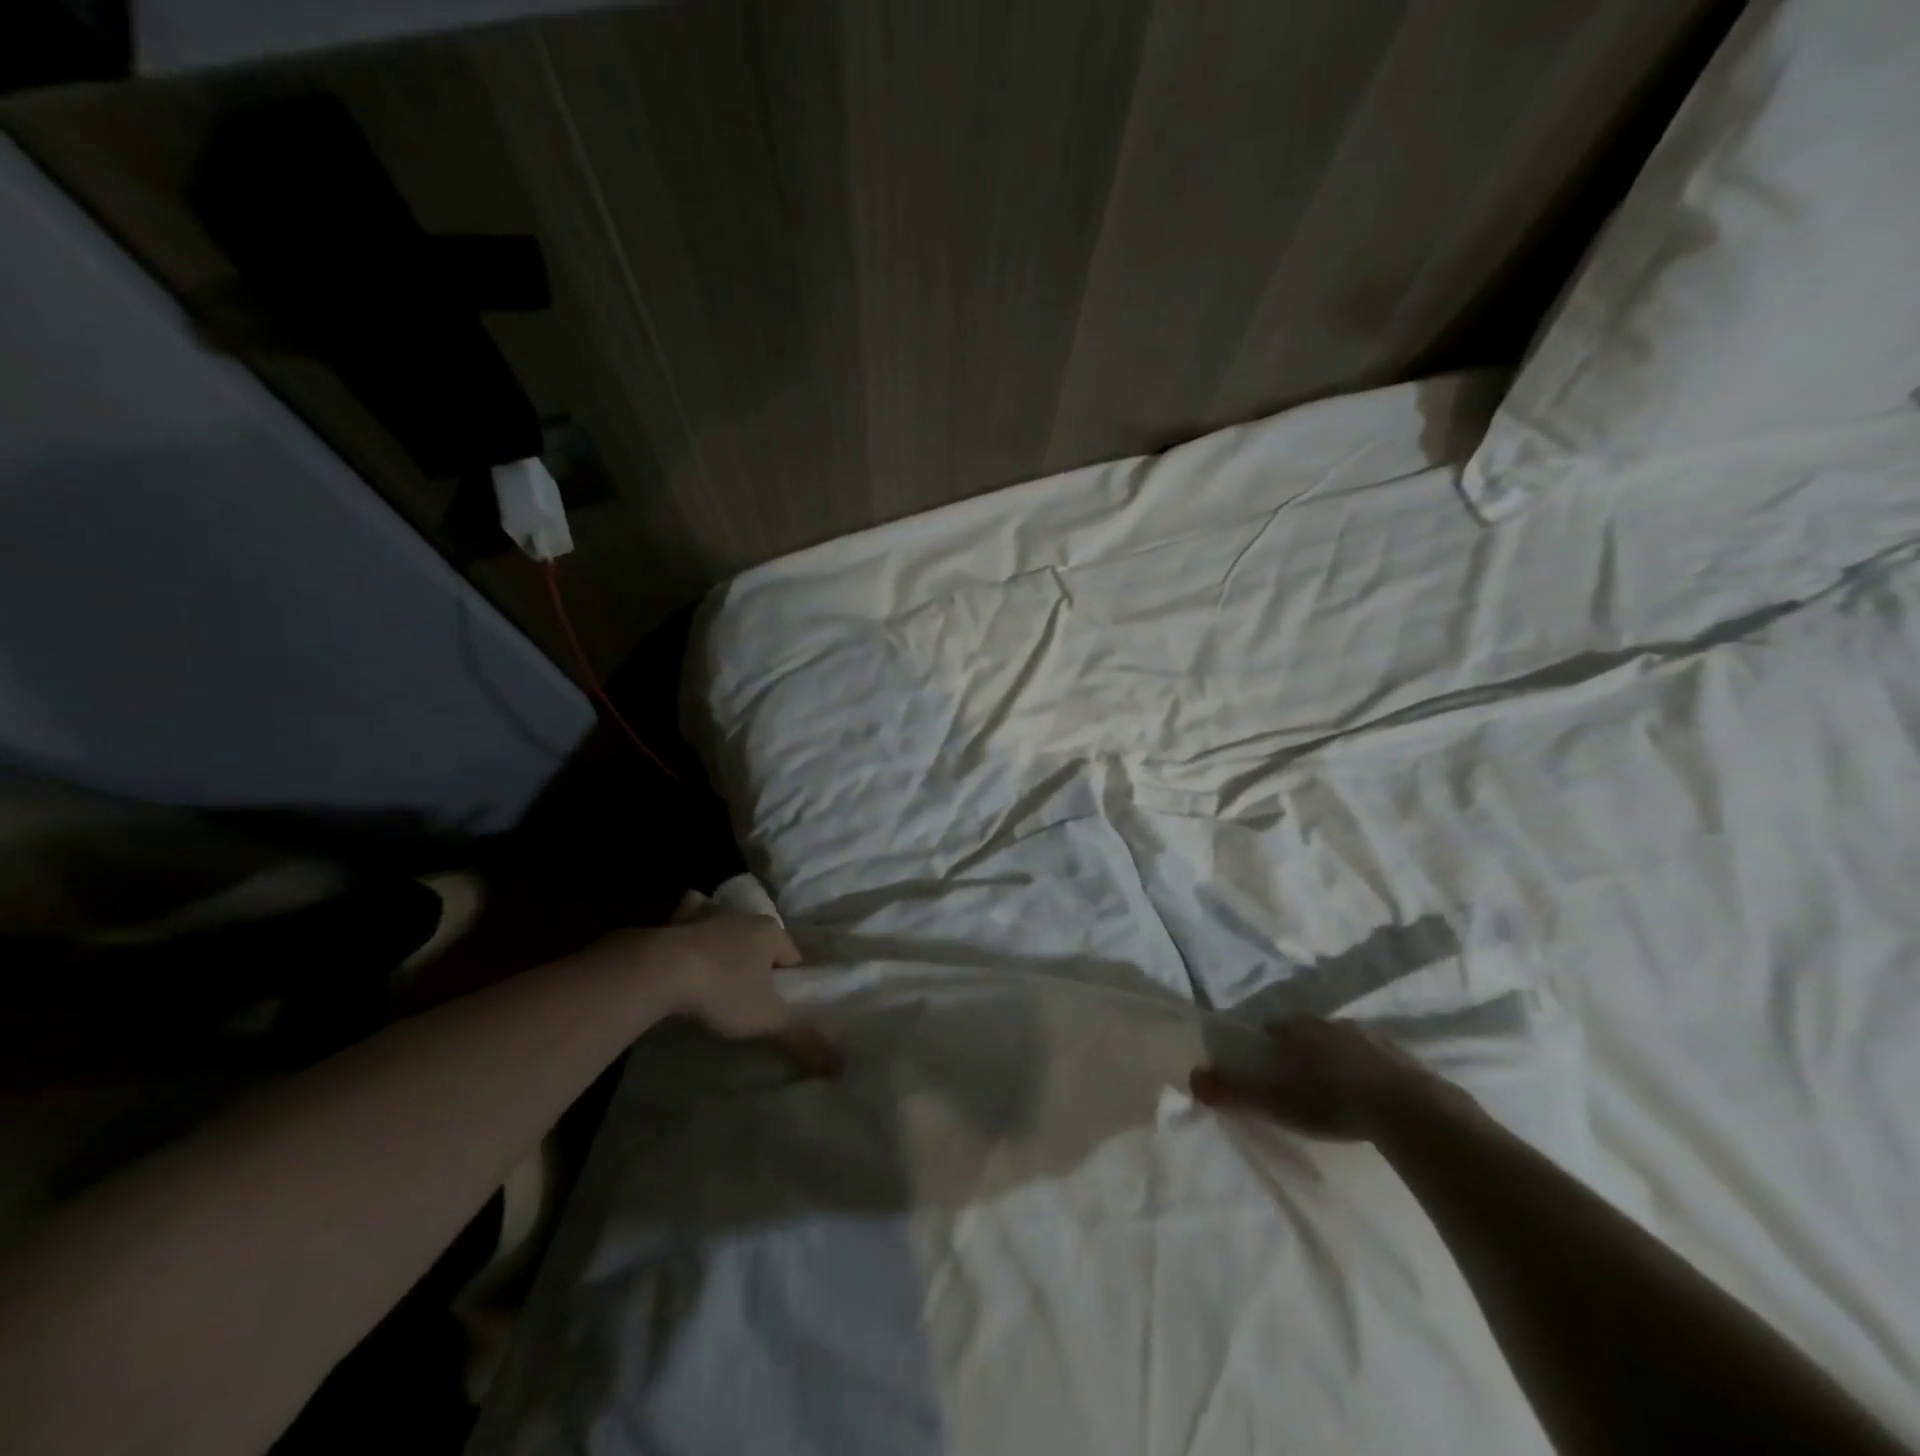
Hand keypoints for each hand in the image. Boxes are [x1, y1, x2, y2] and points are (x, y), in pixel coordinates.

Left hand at [588, 904, 839, 1076]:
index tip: (782, 1002)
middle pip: (761, 940)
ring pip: (727, 925)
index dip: (790, 979)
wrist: (661, 970)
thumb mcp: (767, 1020)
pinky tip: (683, 939)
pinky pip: (688, 916)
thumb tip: (842, 1067)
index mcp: (771, 933)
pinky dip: (688, 924)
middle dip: (759, 960)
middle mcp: (744, 917)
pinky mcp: (675, 921)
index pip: (793, 955)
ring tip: (721, 967)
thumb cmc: (723, 990)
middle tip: (751, 992)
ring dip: (726, 939)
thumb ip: (802, 1041)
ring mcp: (708, 916)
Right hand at [1190, 1016, 1457, 1141]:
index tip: (1265, 1062)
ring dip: (1335, 1055)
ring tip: (1334, 1085)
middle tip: (1298, 1077)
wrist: (1408, 1110)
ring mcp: (1369, 1037)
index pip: (1273, 1026)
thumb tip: (1192, 1077)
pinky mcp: (1401, 1057)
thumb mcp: (1276, 1102)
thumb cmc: (1332, 1101)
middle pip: (1307, 1030)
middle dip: (1301, 1047)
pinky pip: (1375, 1057)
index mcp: (1299, 1029)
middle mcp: (1331, 1023)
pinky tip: (1369, 1093)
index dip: (1266, 1042)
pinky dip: (1367, 1069)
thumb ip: (1233, 1091)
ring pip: (1342, 1040)